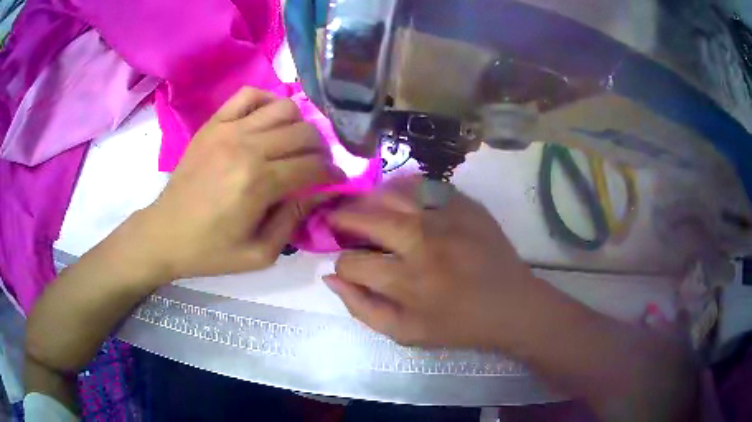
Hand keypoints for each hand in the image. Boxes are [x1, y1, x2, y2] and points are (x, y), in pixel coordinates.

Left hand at [135, 88, 343, 280]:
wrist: (165, 233)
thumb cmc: (211, 250)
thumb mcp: (260, 253)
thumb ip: (294, 220)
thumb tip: (322, 193)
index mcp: (259, 183)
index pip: (312, 166)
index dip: (332, 174)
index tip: (337, 181)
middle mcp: (247, 147)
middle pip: (304, 133)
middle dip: (321, 149)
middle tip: (318, 165)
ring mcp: (228, 129)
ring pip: (284, 108)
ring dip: (299, 124)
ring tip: (296, 142)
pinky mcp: (214, 123)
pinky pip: (249, 95)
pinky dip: (268, 101)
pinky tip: (269, 120)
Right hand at [324, 176, 549, 348]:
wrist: (511, 305)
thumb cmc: (458, 325)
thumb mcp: (406, 333)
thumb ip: (362, 308)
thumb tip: (331, 277)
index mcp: (408, 281)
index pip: (351, 262)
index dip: (343, 264)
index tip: (350, 265)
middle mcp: (423, 242)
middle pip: (365, 218)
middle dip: (343, 220)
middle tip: (338, 222)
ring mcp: (446, 217)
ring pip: (391, 194)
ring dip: (368, 200)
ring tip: (364, 208)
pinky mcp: (465, 204)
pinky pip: (423, 185)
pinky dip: (402, 188)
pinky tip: (397, 198)